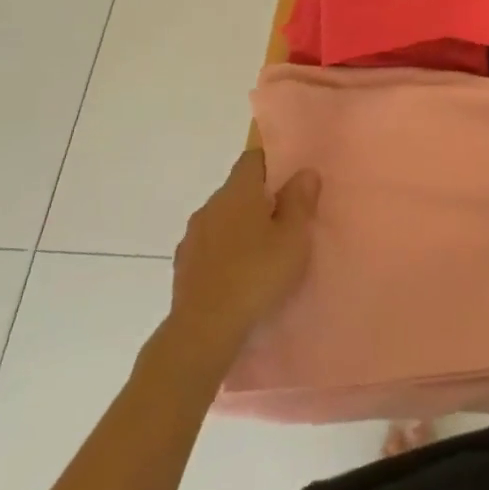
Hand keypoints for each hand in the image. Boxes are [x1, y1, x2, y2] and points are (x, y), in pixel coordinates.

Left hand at [159, 149, 318, 373]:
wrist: (203, 331)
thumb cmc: (256, 275)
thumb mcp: (293, 238)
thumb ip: (300, 201)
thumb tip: (305, 172)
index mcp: (238, 192)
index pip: (252, 159)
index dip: (272, 163)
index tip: (289, 179)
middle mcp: (211, 205)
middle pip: (237, 189)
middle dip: (259, 198)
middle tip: (284, 219)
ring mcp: (193, 236)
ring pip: (222, 218)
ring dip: (240, 226)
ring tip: (263, 250)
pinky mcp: (183, 265)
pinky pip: (210, 245)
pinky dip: (225, 250)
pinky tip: (239, 273)